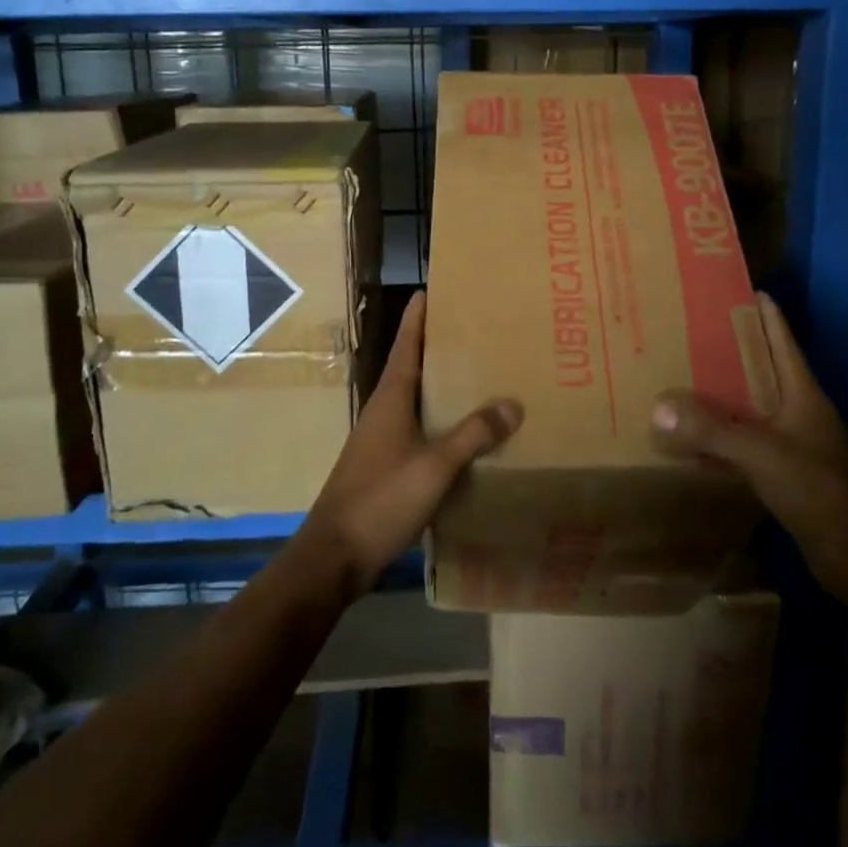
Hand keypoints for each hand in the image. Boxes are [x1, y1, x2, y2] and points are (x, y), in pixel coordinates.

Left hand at [300, 291, 521, 595]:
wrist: (334, 556)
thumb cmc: (381, 499)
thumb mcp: (434, 466)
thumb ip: (473, 434)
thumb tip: (512, 403)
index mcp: (390, 399)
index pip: (406, 346)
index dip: (417, 319)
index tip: (428, 290)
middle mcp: (383, 412)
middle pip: (411, 369)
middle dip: (436, 349)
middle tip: (471, 331)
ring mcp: (380, 440)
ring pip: (414, 402)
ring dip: (439, 387)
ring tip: (475, 377)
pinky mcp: (384, 466)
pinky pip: (417, 431)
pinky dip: (439, 422)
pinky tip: (462, 434)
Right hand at [651, 292, 847, 599]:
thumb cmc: (819, 490)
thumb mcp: (762, 453)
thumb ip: (712, 430)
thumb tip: (659, 407)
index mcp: (802, 394)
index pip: (782, 342)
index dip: (765, 315)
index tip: (741, 290)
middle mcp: (799, 412)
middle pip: (763, 371)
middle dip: (732, 351)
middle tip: (692, 331)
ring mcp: (794, 444)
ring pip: (752, 408)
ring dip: (723, 395)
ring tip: (684, 378)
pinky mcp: (785, 475)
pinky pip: (746, 444)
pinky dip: (721, 437)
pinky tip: (694, 438)